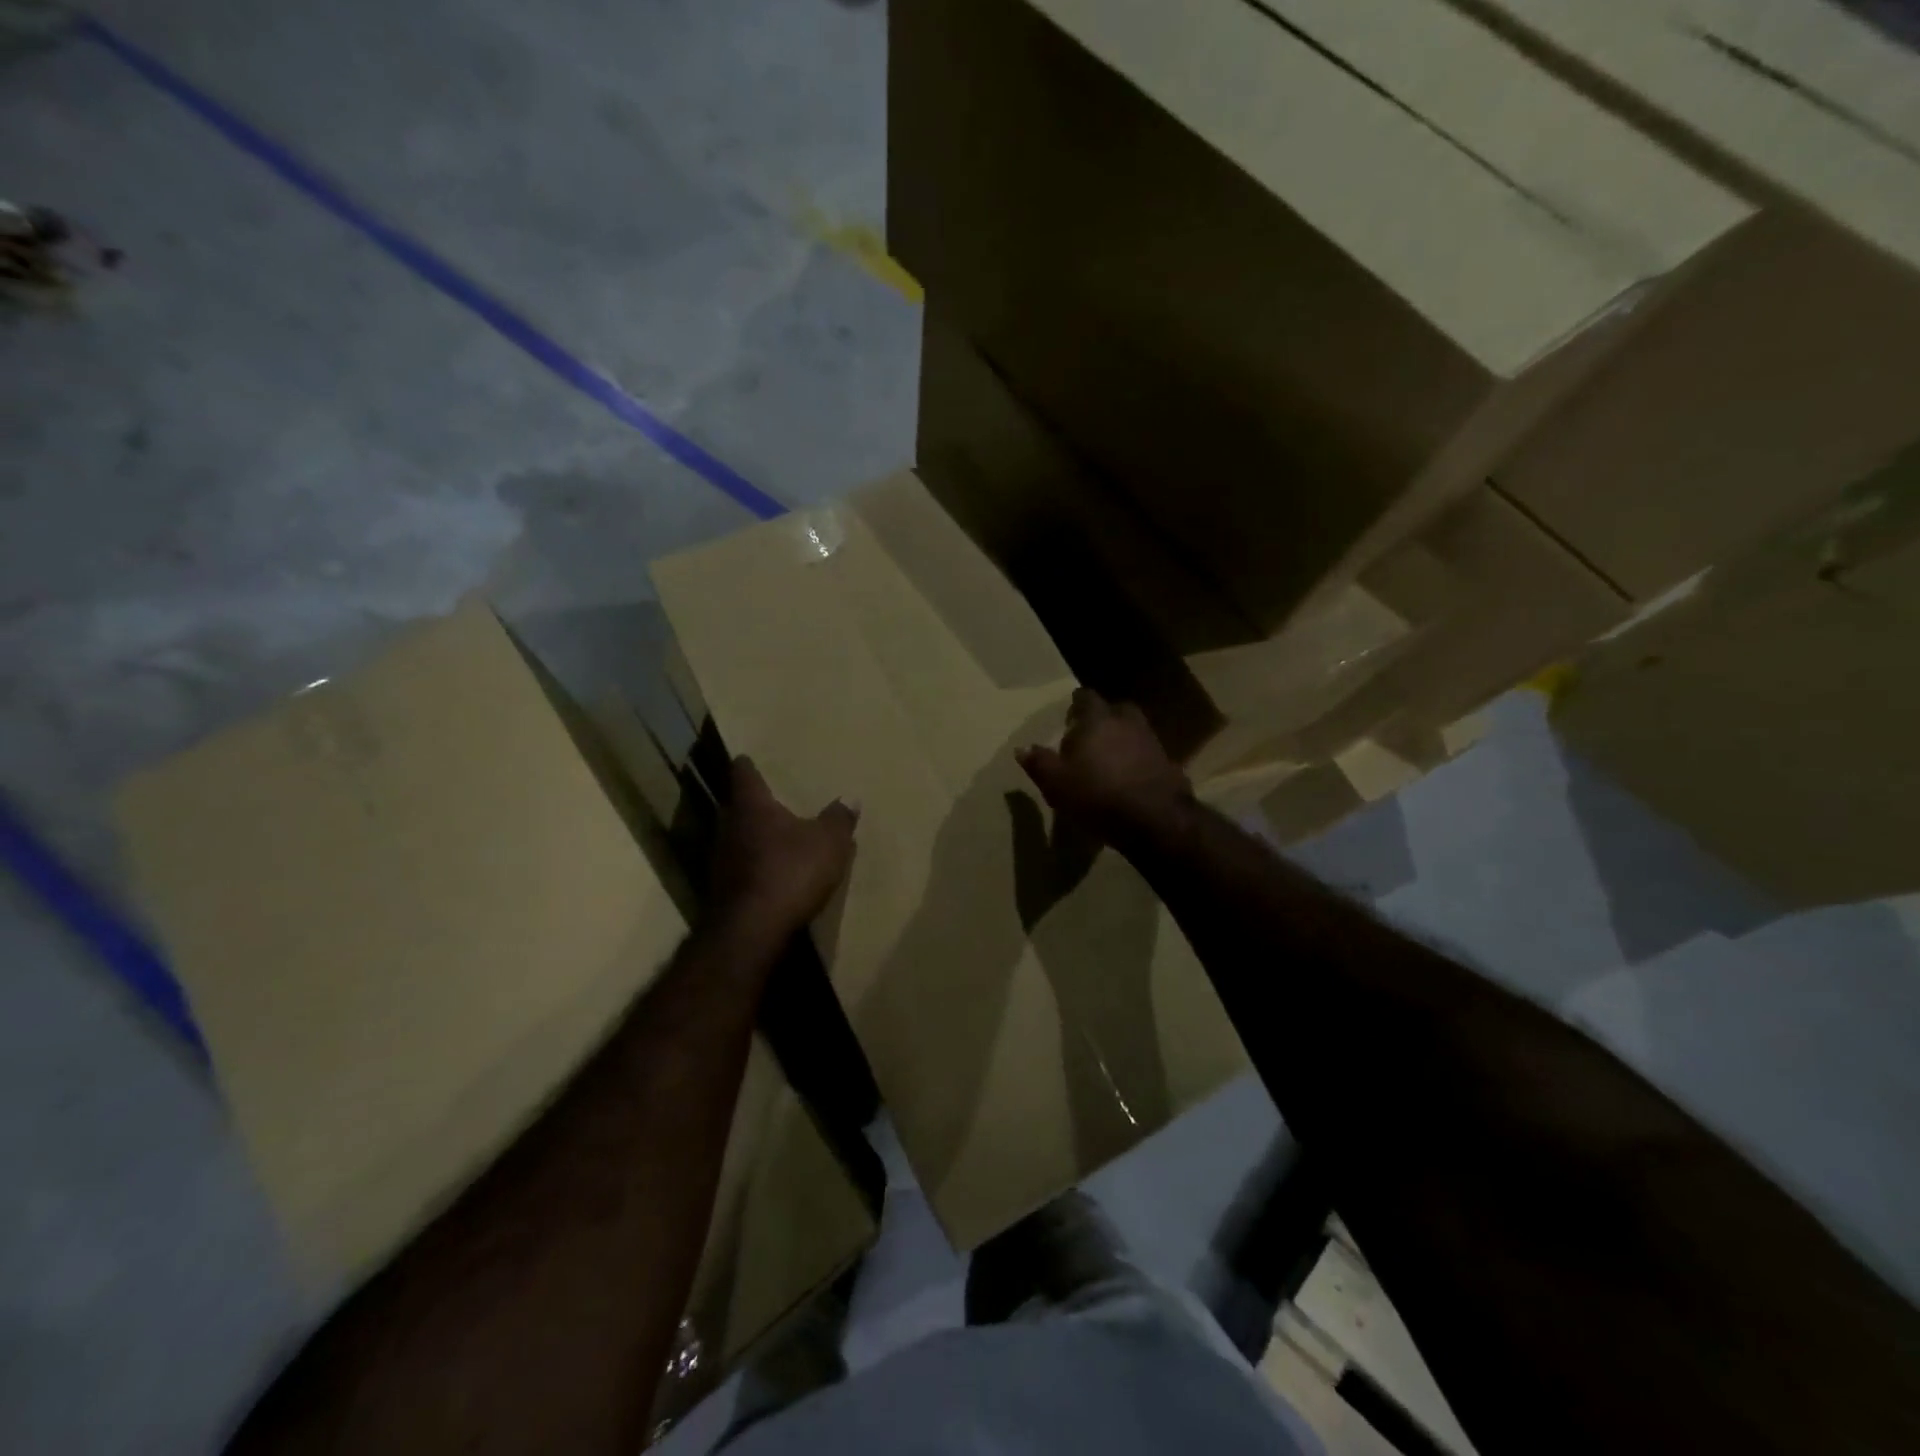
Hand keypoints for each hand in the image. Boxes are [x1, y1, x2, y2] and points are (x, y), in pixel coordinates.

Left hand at [713, 757, 858, 931]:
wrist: (751, 930)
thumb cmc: (791, 872)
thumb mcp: (829, 843)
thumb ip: (838, 819)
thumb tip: (850, 798)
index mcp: (752, 807)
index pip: (744, 775)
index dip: (748, 766)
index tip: (747, 758)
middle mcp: (729, 827)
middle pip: (737, 807)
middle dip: (752, 804)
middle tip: (769, 800)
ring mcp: (719, 860)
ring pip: (735, 838)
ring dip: (751, 838)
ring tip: (773, 838)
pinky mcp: (721, 891)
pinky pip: (739, 868)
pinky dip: (752, 866)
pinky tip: (769, 874)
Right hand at [1016, 688, 1193, 846]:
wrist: (1154, 819)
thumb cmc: (1097, 794)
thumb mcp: (1056, 783)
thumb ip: (1039, 763)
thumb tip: (1022, 748)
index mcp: (1098, 720)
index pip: (1087, 698)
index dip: (1077, 703)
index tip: (1070, 714)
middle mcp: (1128, 723)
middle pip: (1116, 709)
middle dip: (1104, 718)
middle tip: (1090, 734)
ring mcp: (1152, 742)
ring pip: (1134, 731)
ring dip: (1122, 739)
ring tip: (1108, 758)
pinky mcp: (1168, 764)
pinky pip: (1147, 754)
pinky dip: (1137, 760)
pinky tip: (1128, 777)